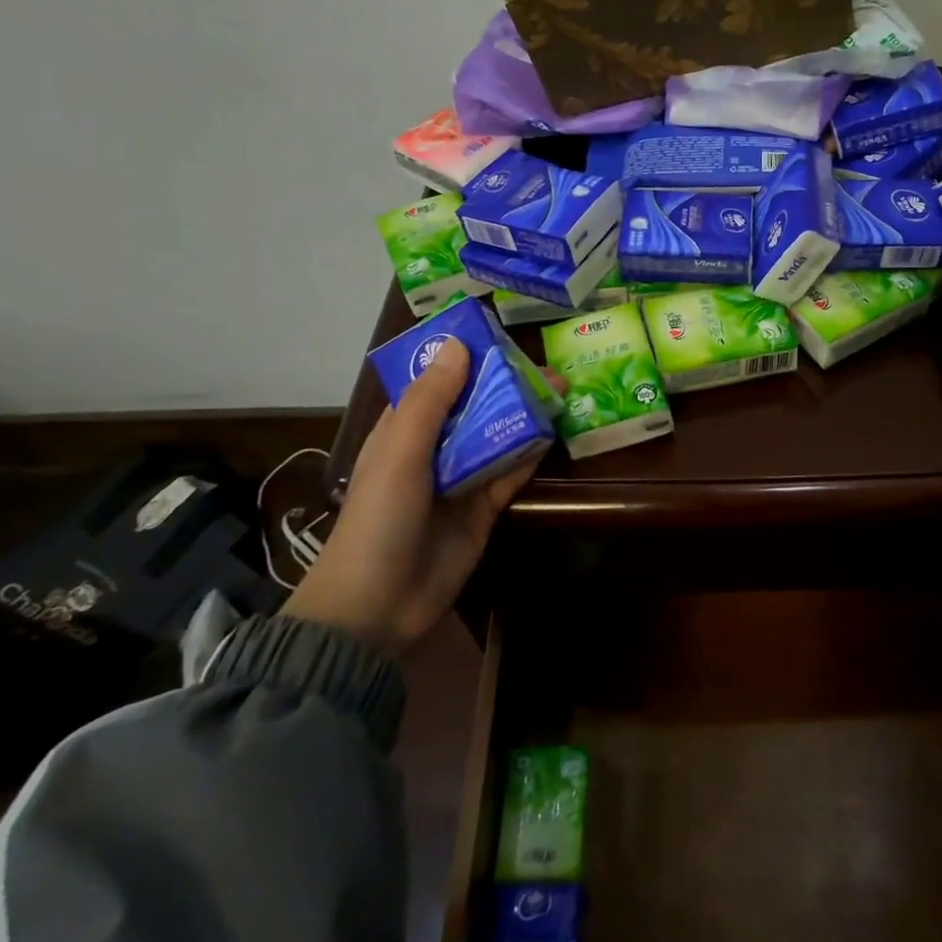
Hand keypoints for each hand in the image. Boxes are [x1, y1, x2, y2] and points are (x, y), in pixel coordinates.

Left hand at [281, 339, 532, 659]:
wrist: (379, 606)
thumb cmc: (380, 519)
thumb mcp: (401, 453)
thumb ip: (431, 401)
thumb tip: (459, 345)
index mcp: (404, 429)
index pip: (437, 381)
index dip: (464, 358)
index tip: (501, 335)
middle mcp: (434, 448)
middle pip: (475, 406)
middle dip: (508, 385)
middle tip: (550, 368)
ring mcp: (461, 478)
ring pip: (498, 436)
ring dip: (525, 415)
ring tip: (563, 391)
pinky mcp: (484, 507)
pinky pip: (511, 472)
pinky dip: (530, 453)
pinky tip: (553, 432)